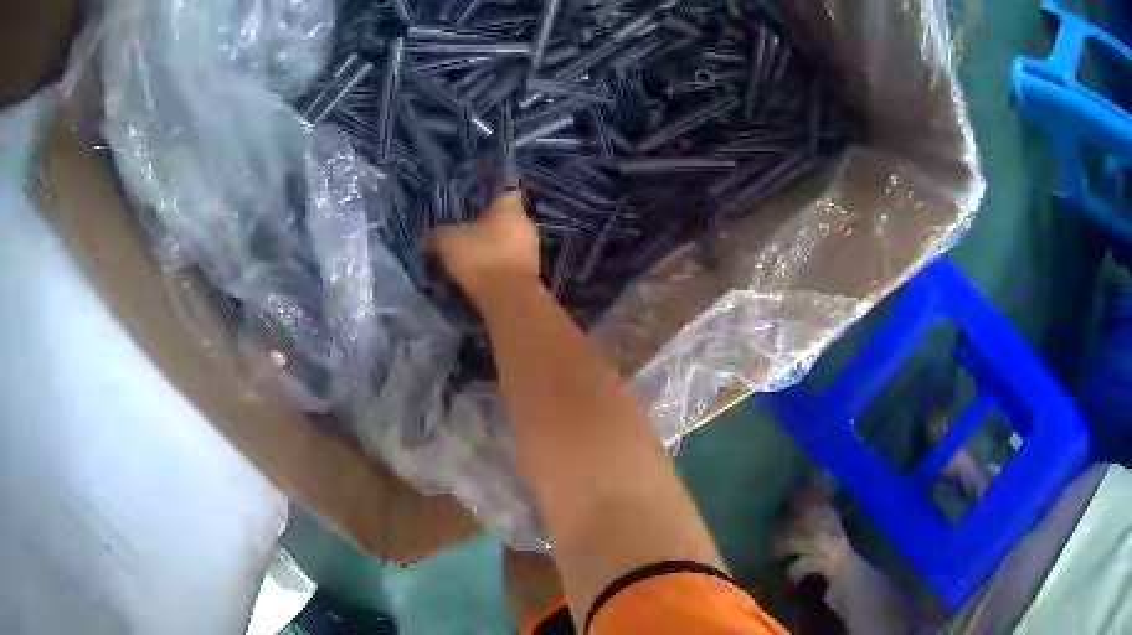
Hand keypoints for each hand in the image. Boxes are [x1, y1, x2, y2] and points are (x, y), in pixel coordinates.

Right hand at [430, 190, 540, 303]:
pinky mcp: (533, 273)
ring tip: (473, 255)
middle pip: (507, 219)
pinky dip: (500, 266)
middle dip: (489, 226)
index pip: (503, 192)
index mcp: (510, 207)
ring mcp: (533, 249)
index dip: (487, 198)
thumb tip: (428, 236)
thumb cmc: (480, 258)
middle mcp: (527, 224)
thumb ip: (437, 234)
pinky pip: (513, 262)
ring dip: (495, 247)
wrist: (508, 299)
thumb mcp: (447, 242)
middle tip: (467, 232)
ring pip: (510, 241)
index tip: (472, 206)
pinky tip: (483, 273)